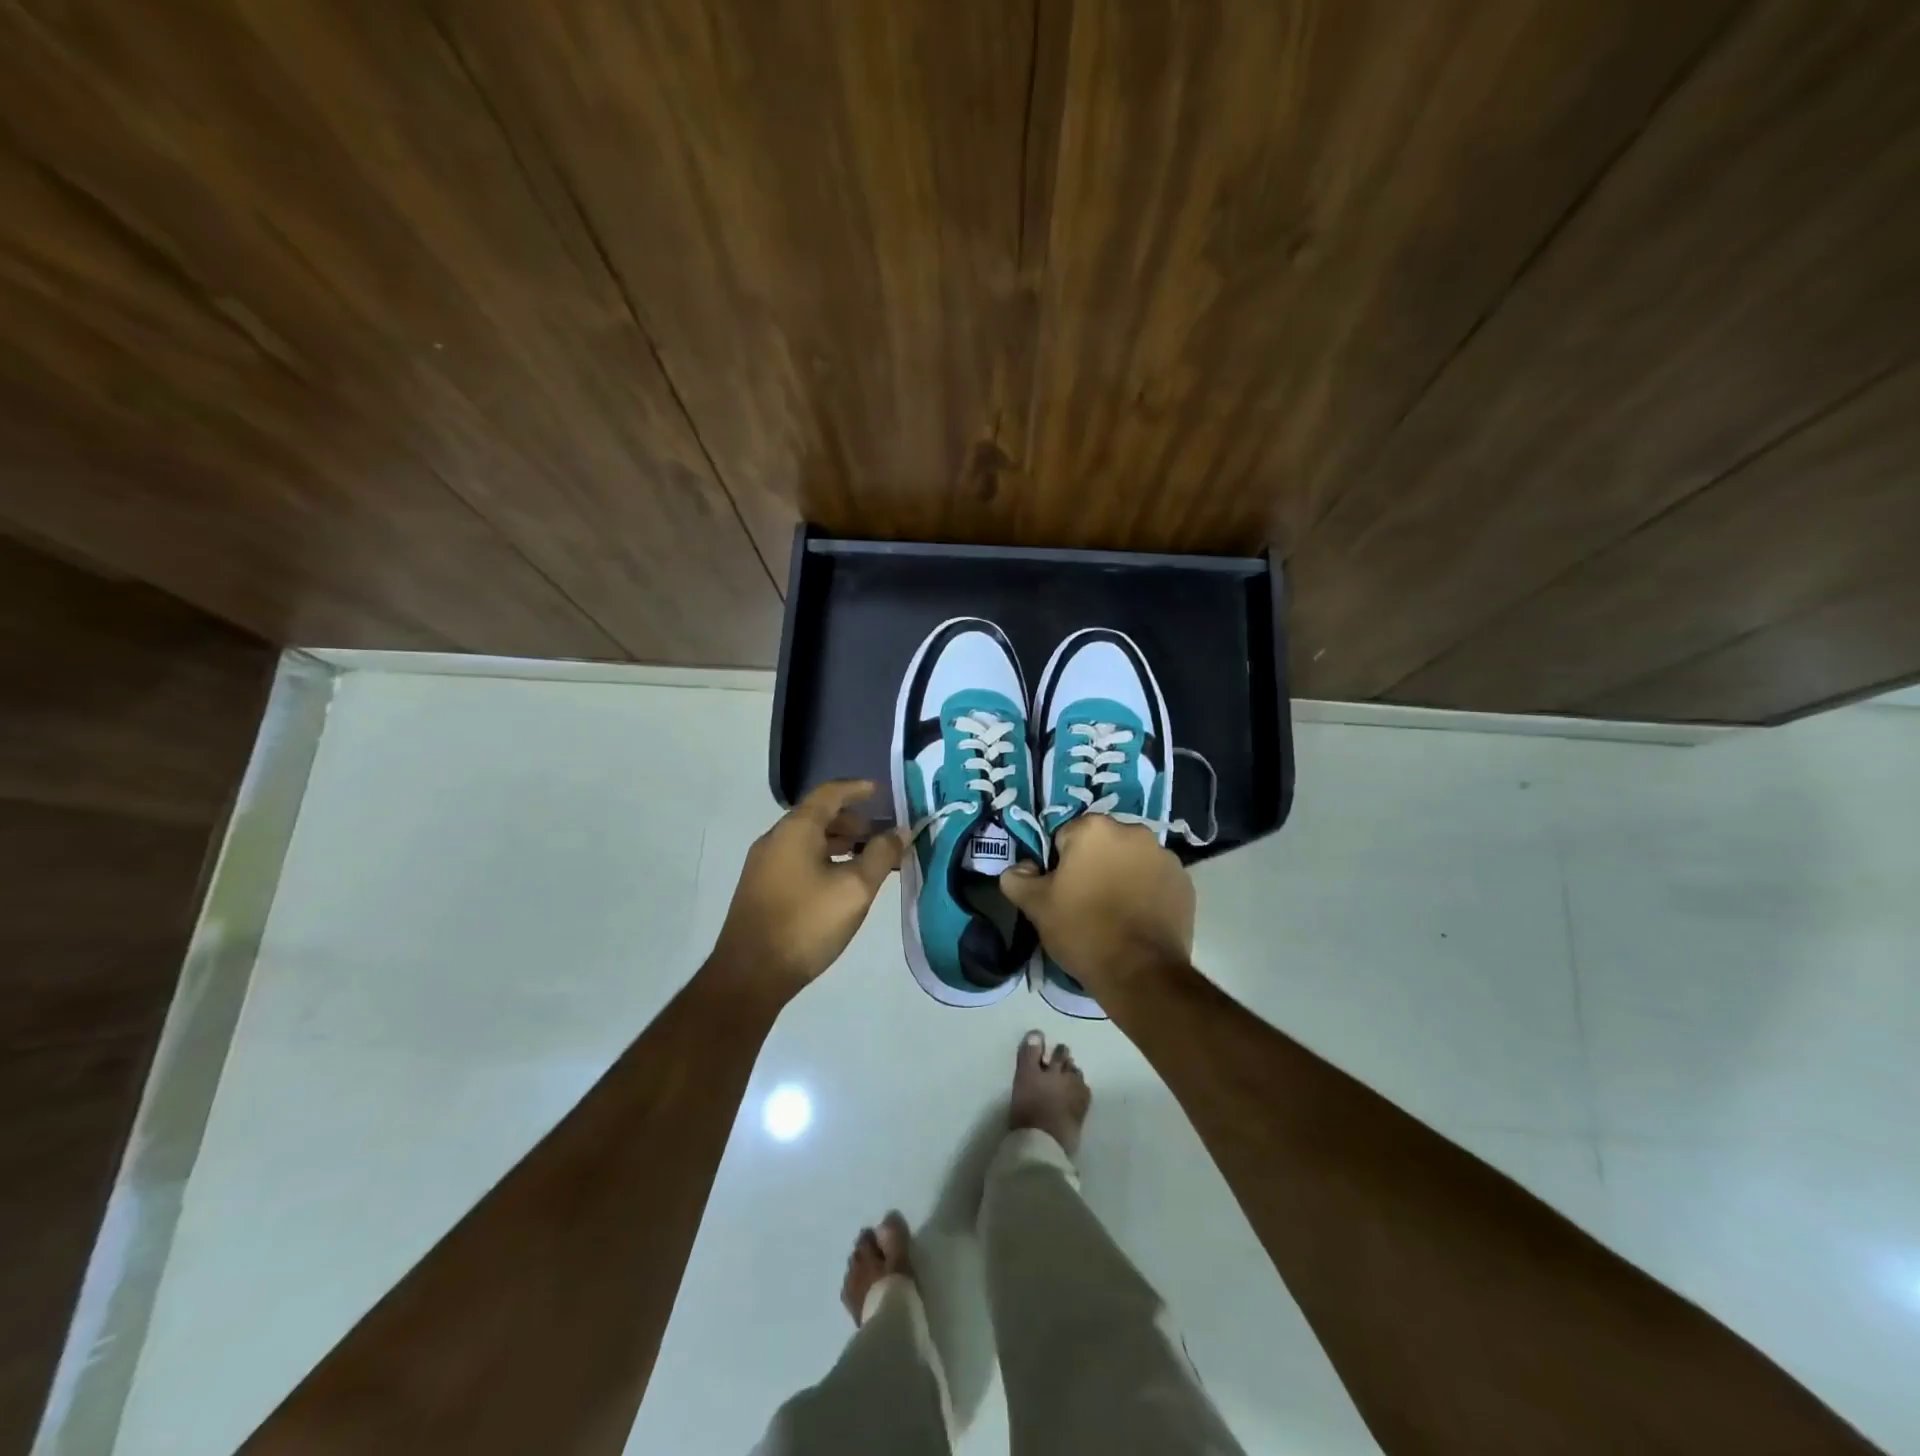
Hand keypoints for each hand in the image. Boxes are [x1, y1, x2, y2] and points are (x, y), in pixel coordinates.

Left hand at [709, 779, 906, 997]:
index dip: (857, 789)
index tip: (881, 792)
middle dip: (852, 821)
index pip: (829, 793)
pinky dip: (823, 858)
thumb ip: (881, 856)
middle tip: (881, 835)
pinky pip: (797, 858)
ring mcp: (764, 864)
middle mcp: (775, 838)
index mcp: (796, 829)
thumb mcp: (855, 889)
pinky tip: (840, 882)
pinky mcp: (761, 888)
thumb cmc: (806, 923)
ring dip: (838, 842)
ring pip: (807, 840)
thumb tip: (899, 832)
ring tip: (867, 859)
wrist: (750, 975)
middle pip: (817, 816)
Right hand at [1000, 815, 1194, 991]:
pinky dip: (1146, 891)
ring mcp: (1164, 857)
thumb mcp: (1036, 906)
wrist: (1139, 972)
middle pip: (1102, 844)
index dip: (1060, 864)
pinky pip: (1155, 879)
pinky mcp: (1185, 882)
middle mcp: (1134, 832)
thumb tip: (1019, 869)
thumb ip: (1017, 878)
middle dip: (1093, 865)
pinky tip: (1137, 919)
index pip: (1066, 837)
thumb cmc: (1082, 930)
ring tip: (1114, 913)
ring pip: (1131, 860)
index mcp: (1095, 829)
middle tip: (1085, 901)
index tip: (1061, 891)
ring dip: (1122, 875)